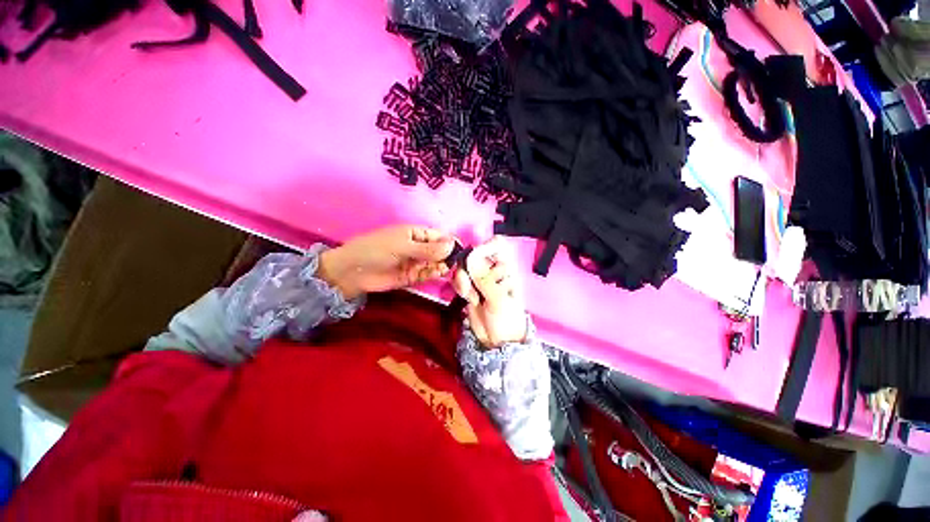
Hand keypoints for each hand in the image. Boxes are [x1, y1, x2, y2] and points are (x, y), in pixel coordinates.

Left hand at [317, 225, 454, 299]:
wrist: (352, 272)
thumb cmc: (376, 249)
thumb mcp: (403, 246)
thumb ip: (428, 248)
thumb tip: (452, 245)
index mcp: (417, 233)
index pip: (440, 236)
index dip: (451, 242)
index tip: (462, 251)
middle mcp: (420, 247)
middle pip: (441, 251)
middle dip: (450, 256)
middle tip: (457, 263)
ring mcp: (417, 262)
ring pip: (436, 264)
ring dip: (443, 266)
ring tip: (446, 268)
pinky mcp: (413, 276)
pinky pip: (428, 274)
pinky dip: (434, 274)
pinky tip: (438, 272)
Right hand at [452, 237, 527, 348]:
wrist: (497, 340)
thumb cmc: (507, 319)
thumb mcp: (498, 300)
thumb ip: (485, 280)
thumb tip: (471, 260)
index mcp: (506, 269)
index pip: (497, 245)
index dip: (484, 246)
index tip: (474, 258)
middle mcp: (492, 270)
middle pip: (474, 255)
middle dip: (468, 270)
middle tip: (471, 288)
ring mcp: (480, 278)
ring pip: (464, 267)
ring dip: (463, 281)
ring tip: (471, 298)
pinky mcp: (470, 287)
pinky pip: (459, 278)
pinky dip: (460, 287)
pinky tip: (468, 299)